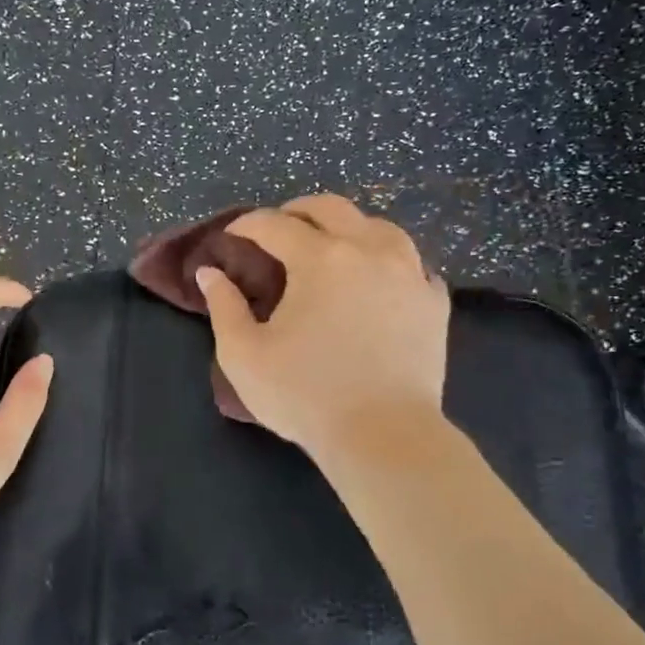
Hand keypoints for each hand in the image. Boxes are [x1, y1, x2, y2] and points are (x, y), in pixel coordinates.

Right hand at [197, 194, 448, 457]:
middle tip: (278, 230)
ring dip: (349, 228)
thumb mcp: (244, 355)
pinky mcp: (434, 302)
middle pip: (331, 208)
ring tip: (333, 246)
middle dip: (297, 211)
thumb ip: (223, 307)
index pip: (275, 225)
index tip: (231, 236)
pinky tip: (380, 279)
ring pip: (379, 227)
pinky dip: (389, 262)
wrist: (384, 436)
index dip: (247, 225)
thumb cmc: (305, 396)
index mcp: (320, 259)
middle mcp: (368, 251)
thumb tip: (210, 273)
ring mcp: (409, 274)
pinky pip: (412, 264)